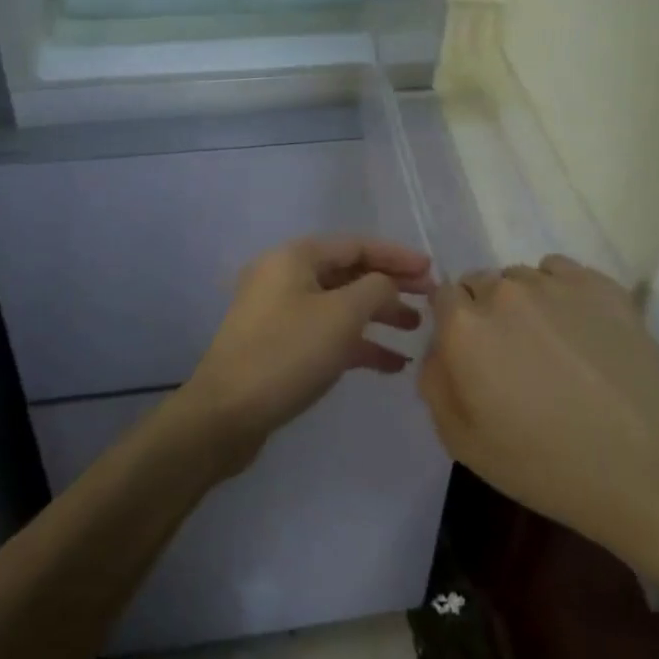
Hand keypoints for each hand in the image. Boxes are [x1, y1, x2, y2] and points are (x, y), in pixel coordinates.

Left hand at [175, 236, 433, 473]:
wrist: (226, 413)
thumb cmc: (287, 353)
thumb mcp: (342, 316)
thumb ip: (376, 289)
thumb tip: (387, 284)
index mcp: (295, 257)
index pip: (356, 245)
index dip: (396, 256)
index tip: (432, 270)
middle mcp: (284, 276)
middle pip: (348, 272)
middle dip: (389, 285)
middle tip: (428, 300)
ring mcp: (278, 311)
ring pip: (338, 305)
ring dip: (377, 315)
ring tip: (415, 331)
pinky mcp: (278, 344)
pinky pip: (325, 333)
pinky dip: (357, 343)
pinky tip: (391, 365)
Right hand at [418, 256, 658, 578]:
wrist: (647, 468)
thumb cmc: (545, 464)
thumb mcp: (462, 442)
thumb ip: (434, 383)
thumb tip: (437, 349)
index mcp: (465, 327)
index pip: (442, 296)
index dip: (453, 324)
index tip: (472, 354)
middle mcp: (504, 291)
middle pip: (480, 283)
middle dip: (486, 312)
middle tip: (512, 355)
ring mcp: (556, 284)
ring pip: (521, 277)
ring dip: (523, 302)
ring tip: (552, 344)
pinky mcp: (601, 285)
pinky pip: (561, 271)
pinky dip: (560, 292)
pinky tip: (580, 330)